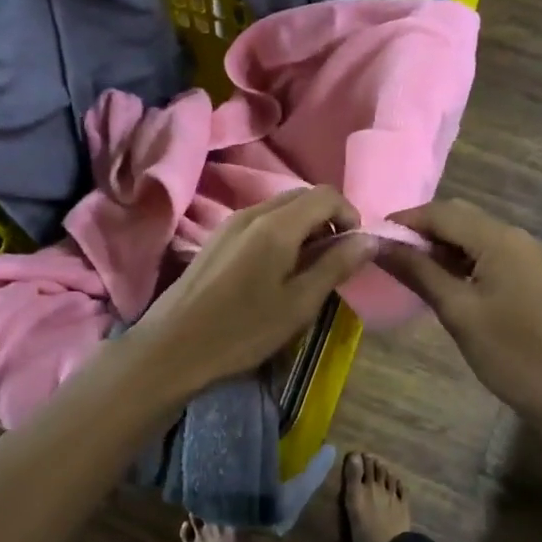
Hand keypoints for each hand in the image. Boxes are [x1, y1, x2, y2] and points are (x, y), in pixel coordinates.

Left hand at [131, 187, 376, 394]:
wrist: (172, 347)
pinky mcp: (216, 238)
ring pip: (279, 208)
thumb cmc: (242, 330)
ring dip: (303, 227)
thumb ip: (335, 266)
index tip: (355, 249)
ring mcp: (229, 223)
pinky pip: (259, 222)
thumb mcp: (299, 304)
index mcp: (276, 224)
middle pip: (302, 196)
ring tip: (308, 269)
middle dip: (327, 219)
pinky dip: (280, 234)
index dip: (349, 214)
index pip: (326, 194)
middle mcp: (252, 212)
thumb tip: (369, 240)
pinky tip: (276, 271)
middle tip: (335, 260)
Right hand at [379, 199, 541, 421]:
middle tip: (387, 254)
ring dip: (440, 246)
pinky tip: (443, 282)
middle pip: (459, 218)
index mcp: (500, 239)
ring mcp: (529, 256)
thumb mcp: (457, 312)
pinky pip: (489, 254)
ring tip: (408, 269)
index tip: (370, 238)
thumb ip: (418, 272)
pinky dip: (461, 260)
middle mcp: (517, 237)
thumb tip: (379, 244)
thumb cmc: (513, 354)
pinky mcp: (534, 276)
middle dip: (421, 231)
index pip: (441, 212)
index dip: (404, 221)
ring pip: (474, 236)